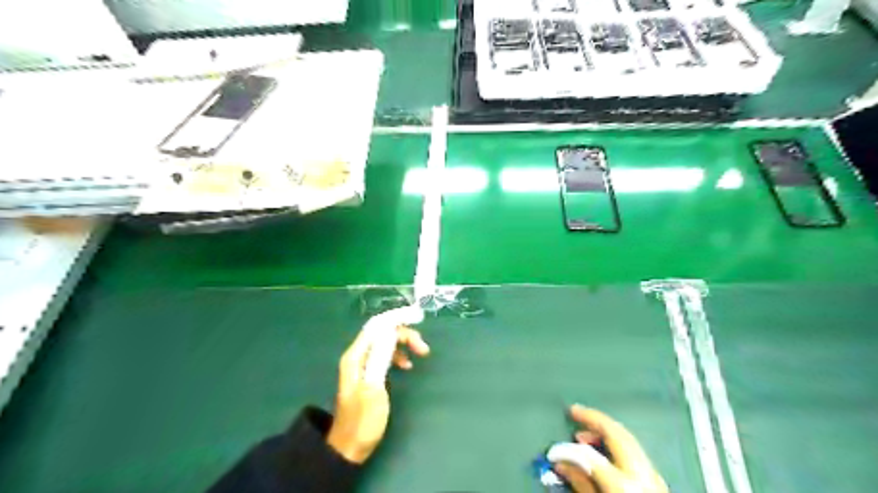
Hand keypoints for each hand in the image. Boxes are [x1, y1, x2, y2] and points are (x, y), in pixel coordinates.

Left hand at [325, 317, 428, 463]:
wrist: (349, 447)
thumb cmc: (362, 421)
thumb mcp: (373, 388)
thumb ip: (380, 358)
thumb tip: (391, 332)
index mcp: (356, 356)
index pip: (376, 326)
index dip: (396, 318)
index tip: (417, 316)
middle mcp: (358, 355)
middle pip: (383, 332)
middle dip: (404, 334)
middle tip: (423, 348)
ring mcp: (364, 364)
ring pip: (387, 343)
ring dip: (404, 343)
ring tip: (421, 354)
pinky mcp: (370, 374)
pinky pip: (387, 355)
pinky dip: (399, 355)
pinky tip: (408, 365)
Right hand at [551, 404, 670, 492]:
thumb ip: (581, 485)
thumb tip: (563, 464)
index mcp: (623, 485)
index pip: (590, 455)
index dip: (568, 450)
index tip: (554, 449)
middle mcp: (642, 475)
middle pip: (617, 434)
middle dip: (595, 419)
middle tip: (575, 412)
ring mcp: (653, 477)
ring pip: (629, 438)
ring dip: (606, 430)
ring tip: (585, 434)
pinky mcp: (658, 482)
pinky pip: (635, 452)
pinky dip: (618, 444)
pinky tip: (605, 451)